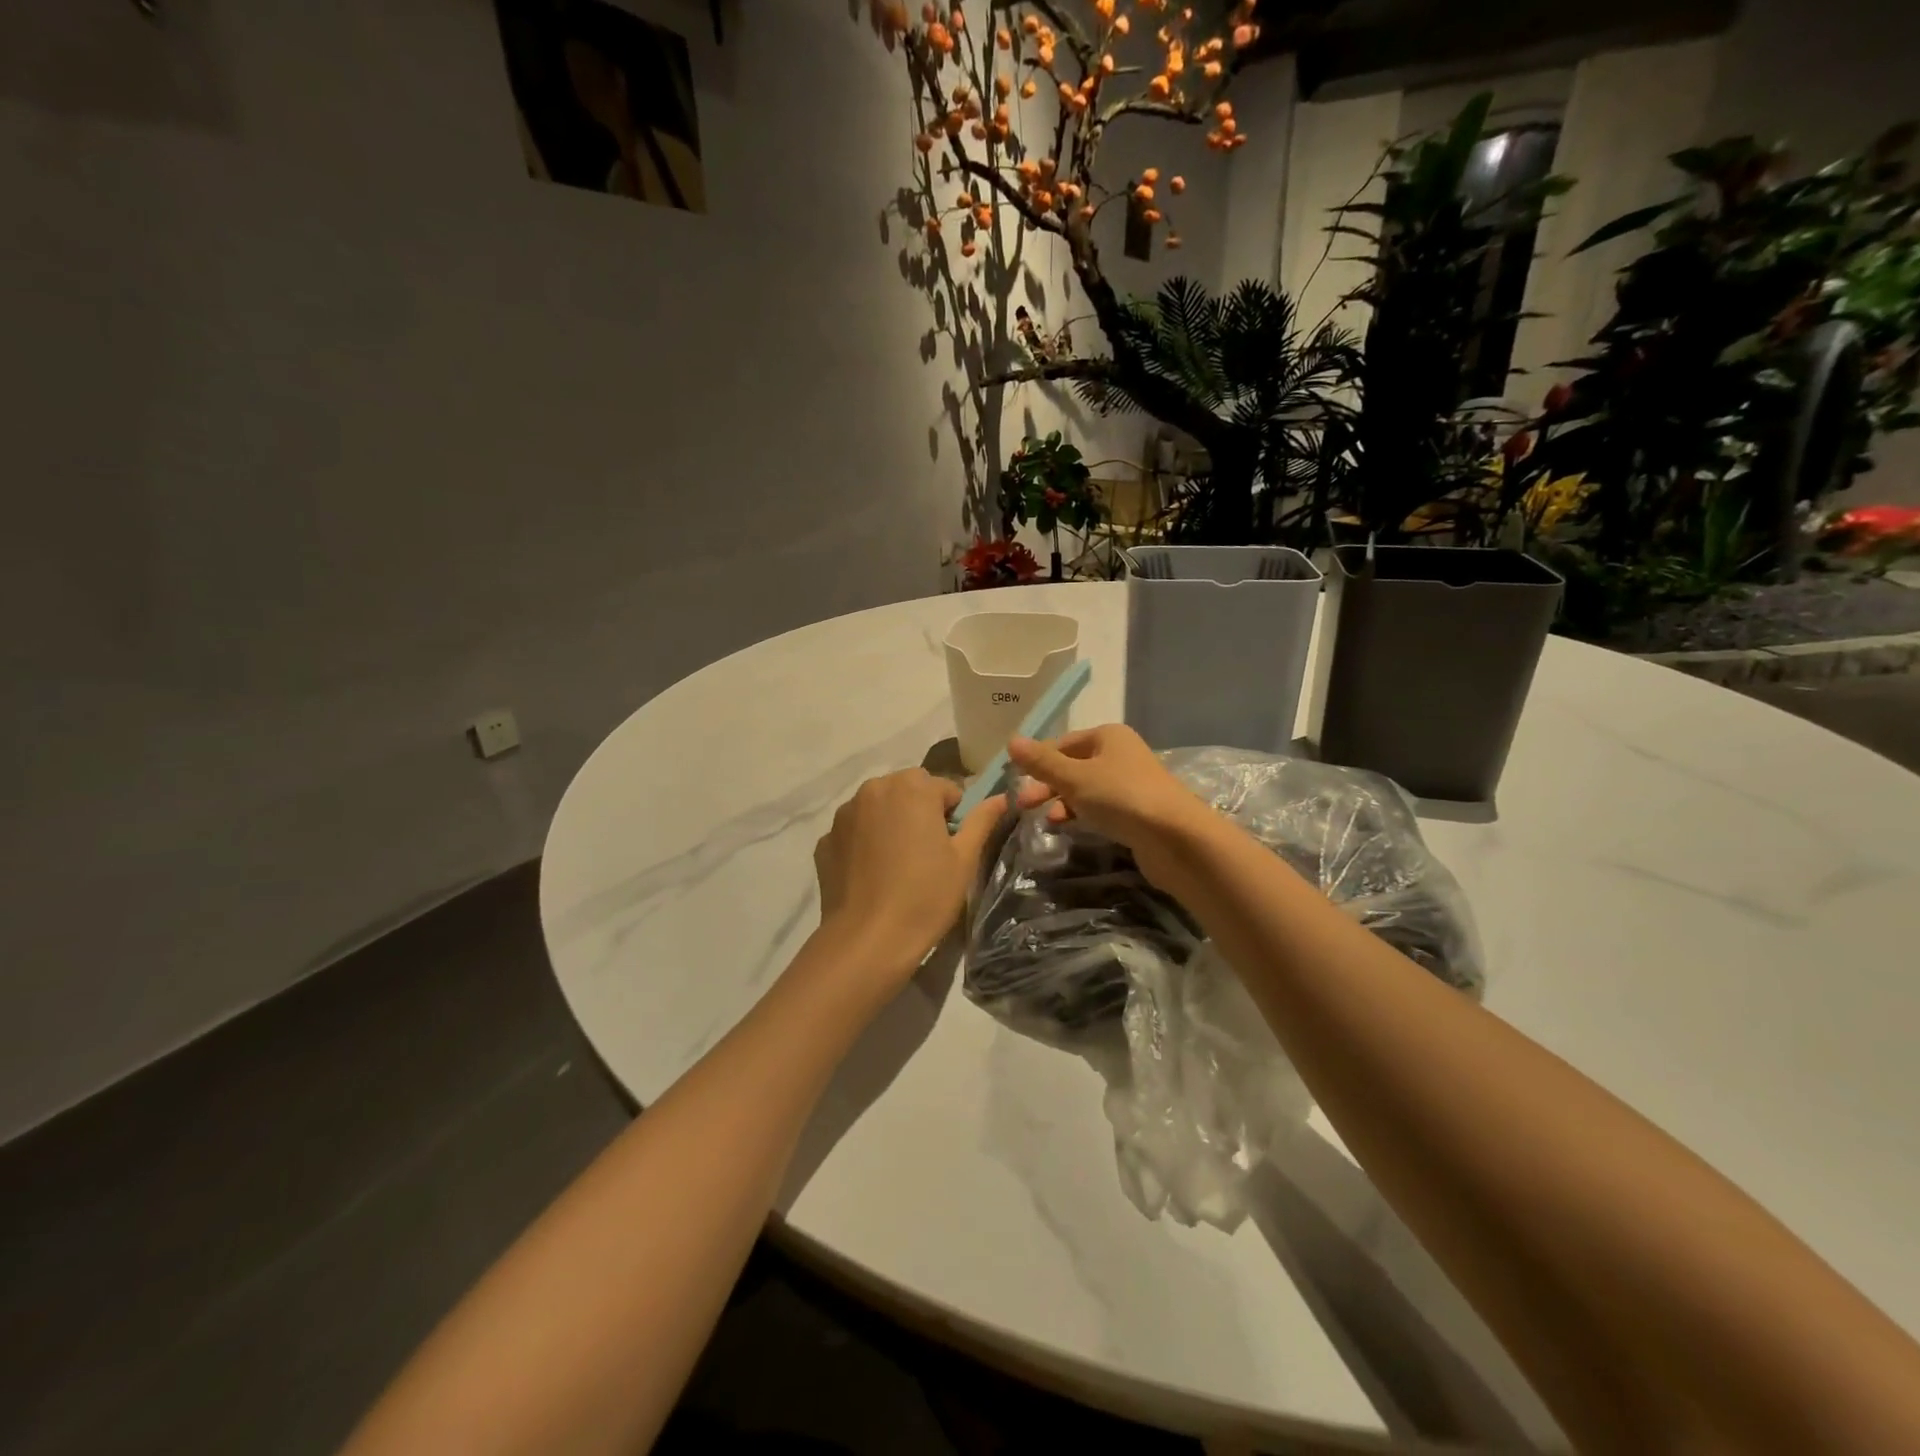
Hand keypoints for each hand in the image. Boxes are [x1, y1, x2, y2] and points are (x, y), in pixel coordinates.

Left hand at [812, 768, 1004, 986]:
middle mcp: (874, 788)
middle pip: (909, 791)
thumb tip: (1001, 798)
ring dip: (891, 824)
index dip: (954, 817)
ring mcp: (844, 813)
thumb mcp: (964, 859)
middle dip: (920, 813)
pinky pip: (855, 831)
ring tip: (897, 866)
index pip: (945, 789)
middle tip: (927, 856)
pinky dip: (866, 843)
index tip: (951, 848)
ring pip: (879, 808)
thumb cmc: (925, 896)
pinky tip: (873, 875)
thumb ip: (982, 820)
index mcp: (912, 787)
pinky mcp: (826, 839)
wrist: (867, 939)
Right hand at [1007, 725, 1209, 888]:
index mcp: (1108, 736)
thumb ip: (1042, 762)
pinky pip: (1101, 808)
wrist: (1176, 838)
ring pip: (1086, 789)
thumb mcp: (1075, 777)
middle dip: (1047, 785)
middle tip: (1023, 806)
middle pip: (1073, 766)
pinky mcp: (1137, 812)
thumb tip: (1011, 741)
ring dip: (1063, 802)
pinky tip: (1070, 828)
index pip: (1062, 743)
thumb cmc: (1122, 797)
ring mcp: (1130, 784)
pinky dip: (1083, 814)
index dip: (1038, 760)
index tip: (1015, 781)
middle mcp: (1120, 754)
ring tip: (1047, 822)